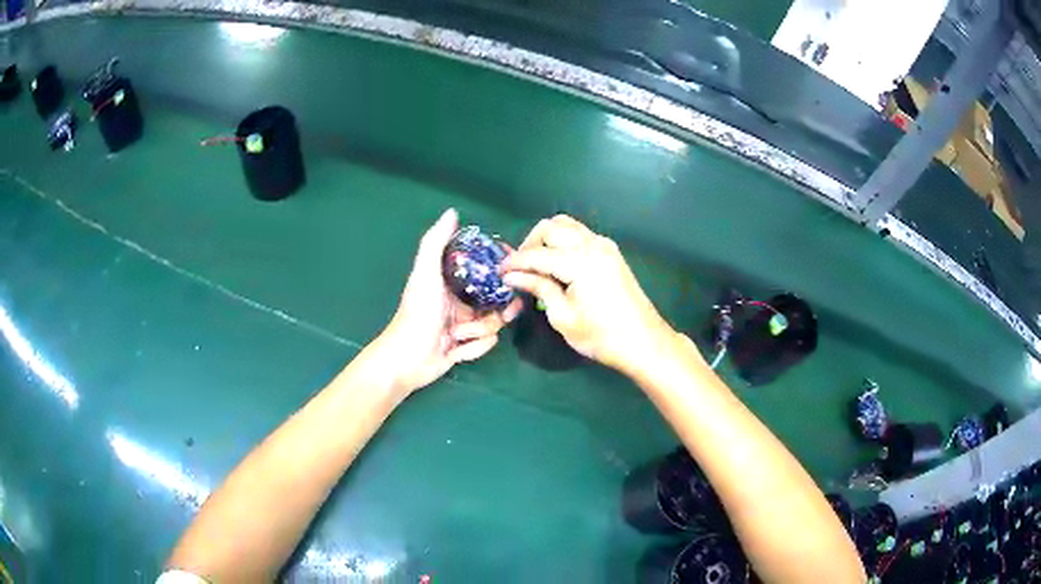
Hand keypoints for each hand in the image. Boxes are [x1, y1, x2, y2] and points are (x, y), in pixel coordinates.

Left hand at [370, 209, 522, 394]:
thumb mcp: (425, 275)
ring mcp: (464, 325)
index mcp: (452, 281)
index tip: (513, 272)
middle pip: (496, 300)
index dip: (501, 269)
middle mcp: (461, 300)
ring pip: (494, 324)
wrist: (406, 361)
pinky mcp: (466, 347)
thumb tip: (452, 213)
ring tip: (458, 336)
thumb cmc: (417, 315)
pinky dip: (472, 349)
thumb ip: (436, 244)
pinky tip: (454, 351)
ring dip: (479, 332)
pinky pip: (485, 344)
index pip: (485, 269)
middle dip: (499, 309)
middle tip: (506, 312)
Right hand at [501, 215, 674, 374]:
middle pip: (551, 227)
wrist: (643, 342)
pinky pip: (580, 234)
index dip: (515, 262)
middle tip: (518, 269)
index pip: (538, 254)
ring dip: (547, 239)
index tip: (499, 272)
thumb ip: (538, 288)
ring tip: (536, 265)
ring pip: (567, 226)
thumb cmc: (601, 337)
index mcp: (580, 261)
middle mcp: (593, 244)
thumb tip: (512, 276)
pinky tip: (556, 264)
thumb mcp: (562, 317)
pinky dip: (563, 241)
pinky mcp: (610, 252)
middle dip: (530, 244)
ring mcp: (604, 245)